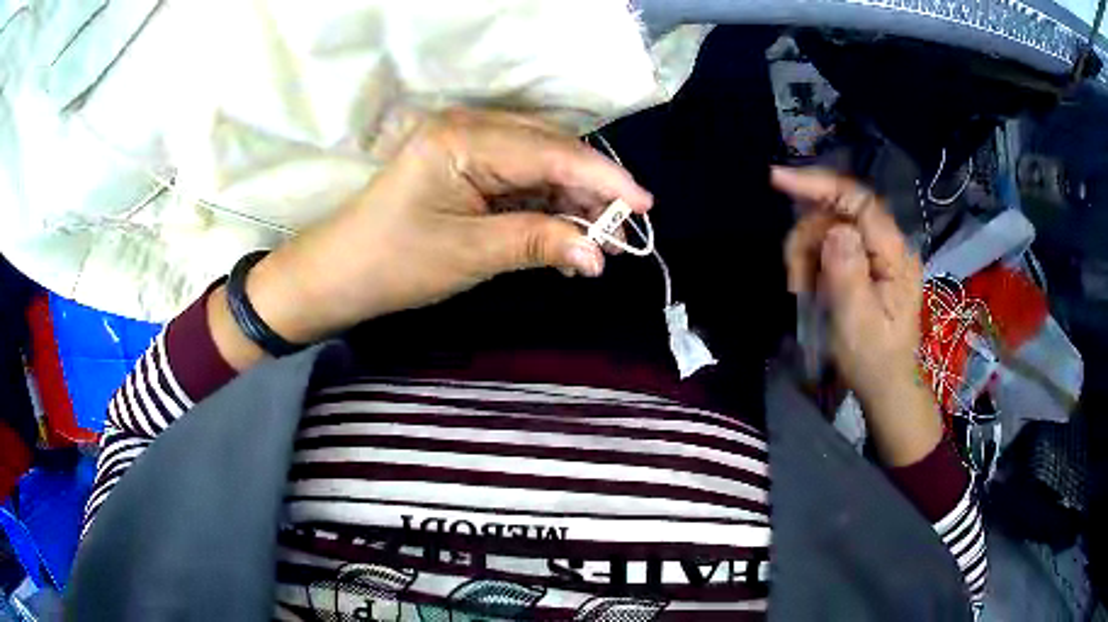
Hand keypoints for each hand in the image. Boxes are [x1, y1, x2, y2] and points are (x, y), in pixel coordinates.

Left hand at [209, 109, 652, 367]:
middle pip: (551, 151)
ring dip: (572, 200)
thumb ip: (537, 243)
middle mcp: (469, 129)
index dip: (603, 178)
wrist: (339, 274)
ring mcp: (467, 145)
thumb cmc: (394, 262)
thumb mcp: (469, 253)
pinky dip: (546, 206)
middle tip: (621, 236)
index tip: (645, 207)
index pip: (551, 151)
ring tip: (598, 242)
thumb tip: (599, 255)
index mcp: (463, 138)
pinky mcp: (466, 167)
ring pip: (541, 165)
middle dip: (591, 191)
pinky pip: (520, 178)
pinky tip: (564, 234)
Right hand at [774, 167, 939, 465]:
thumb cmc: (874, 360)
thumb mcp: (858, 323)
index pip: (858, 201)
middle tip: (795, 280)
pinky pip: (830, 244)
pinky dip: (813, 262)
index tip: (778, 179)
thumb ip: (849, 275)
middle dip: (807, 237)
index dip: (819, 184)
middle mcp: (888, 244)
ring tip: (803, 291)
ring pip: (827, 227)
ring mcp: (876, 252)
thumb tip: (836, 230)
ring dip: (806, 254)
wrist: (885, 384)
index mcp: (894, 255)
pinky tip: (811, 288)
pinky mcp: (865, 261)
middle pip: (837, 211)